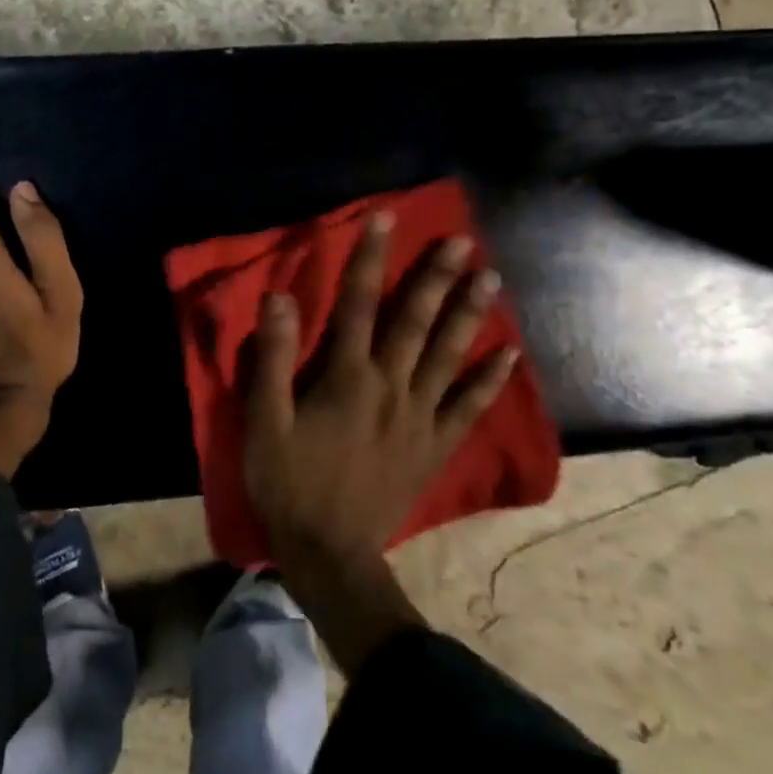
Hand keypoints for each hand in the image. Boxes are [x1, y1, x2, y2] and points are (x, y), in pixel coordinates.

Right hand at [243, 212, 517, 575]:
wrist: (329, 553)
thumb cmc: (289, 482)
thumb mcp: (265, 420)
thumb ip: (275, 358)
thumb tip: (280, 297)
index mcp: (347, 377)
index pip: (359, 304)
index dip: (371, 259)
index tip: (387, 219)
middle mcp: (391, 387)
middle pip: (416, 323)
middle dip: (436, 278)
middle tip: (463, 242)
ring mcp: (419, 417)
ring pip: (448, 356)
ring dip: (468, 315)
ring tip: (490, 279)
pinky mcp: (434, 447)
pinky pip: (467, 408)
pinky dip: (488, 381)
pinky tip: (507, 356)